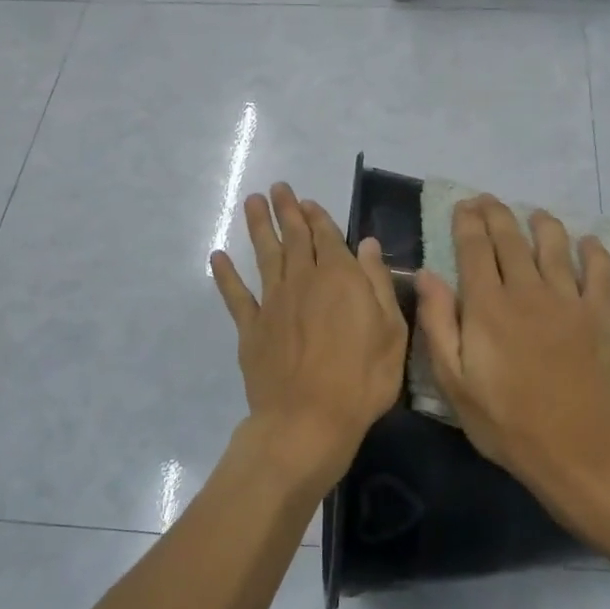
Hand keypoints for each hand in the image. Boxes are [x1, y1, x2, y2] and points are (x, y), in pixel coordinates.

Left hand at [210, 183, 407, 493]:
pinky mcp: (251, 329)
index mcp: (340, 278)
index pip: (328, 237)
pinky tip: (218, 257)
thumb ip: (378, 283)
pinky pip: (236, 296)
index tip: (307, 201)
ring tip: (251, 202)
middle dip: (286, 211)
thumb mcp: (391, 331)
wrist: (308, 420)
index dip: (317, 217)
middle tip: (277, 188)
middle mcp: (303, 280)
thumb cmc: (362, 379)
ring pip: (264, 255)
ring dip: (257, 227)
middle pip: (293, 238)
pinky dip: (226, 275)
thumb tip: (367, 244)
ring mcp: (273, 303)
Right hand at [414, 196, 609, 509]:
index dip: (467, 222)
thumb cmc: (506, 421)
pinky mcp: (600, 315)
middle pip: (511, 238)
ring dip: (542, 223)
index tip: (463, 205)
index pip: (475, 248)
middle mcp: (527, 291)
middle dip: (497, 213)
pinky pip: (600, 271)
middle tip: (488, 199)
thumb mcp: (454, 382)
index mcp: (488, 306)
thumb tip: (427, 274)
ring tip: (535, 213)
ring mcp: (568, 300)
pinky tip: (588, 242)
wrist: (576, 450)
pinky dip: (594, 251)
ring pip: (555, 245)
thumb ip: (438, 323)